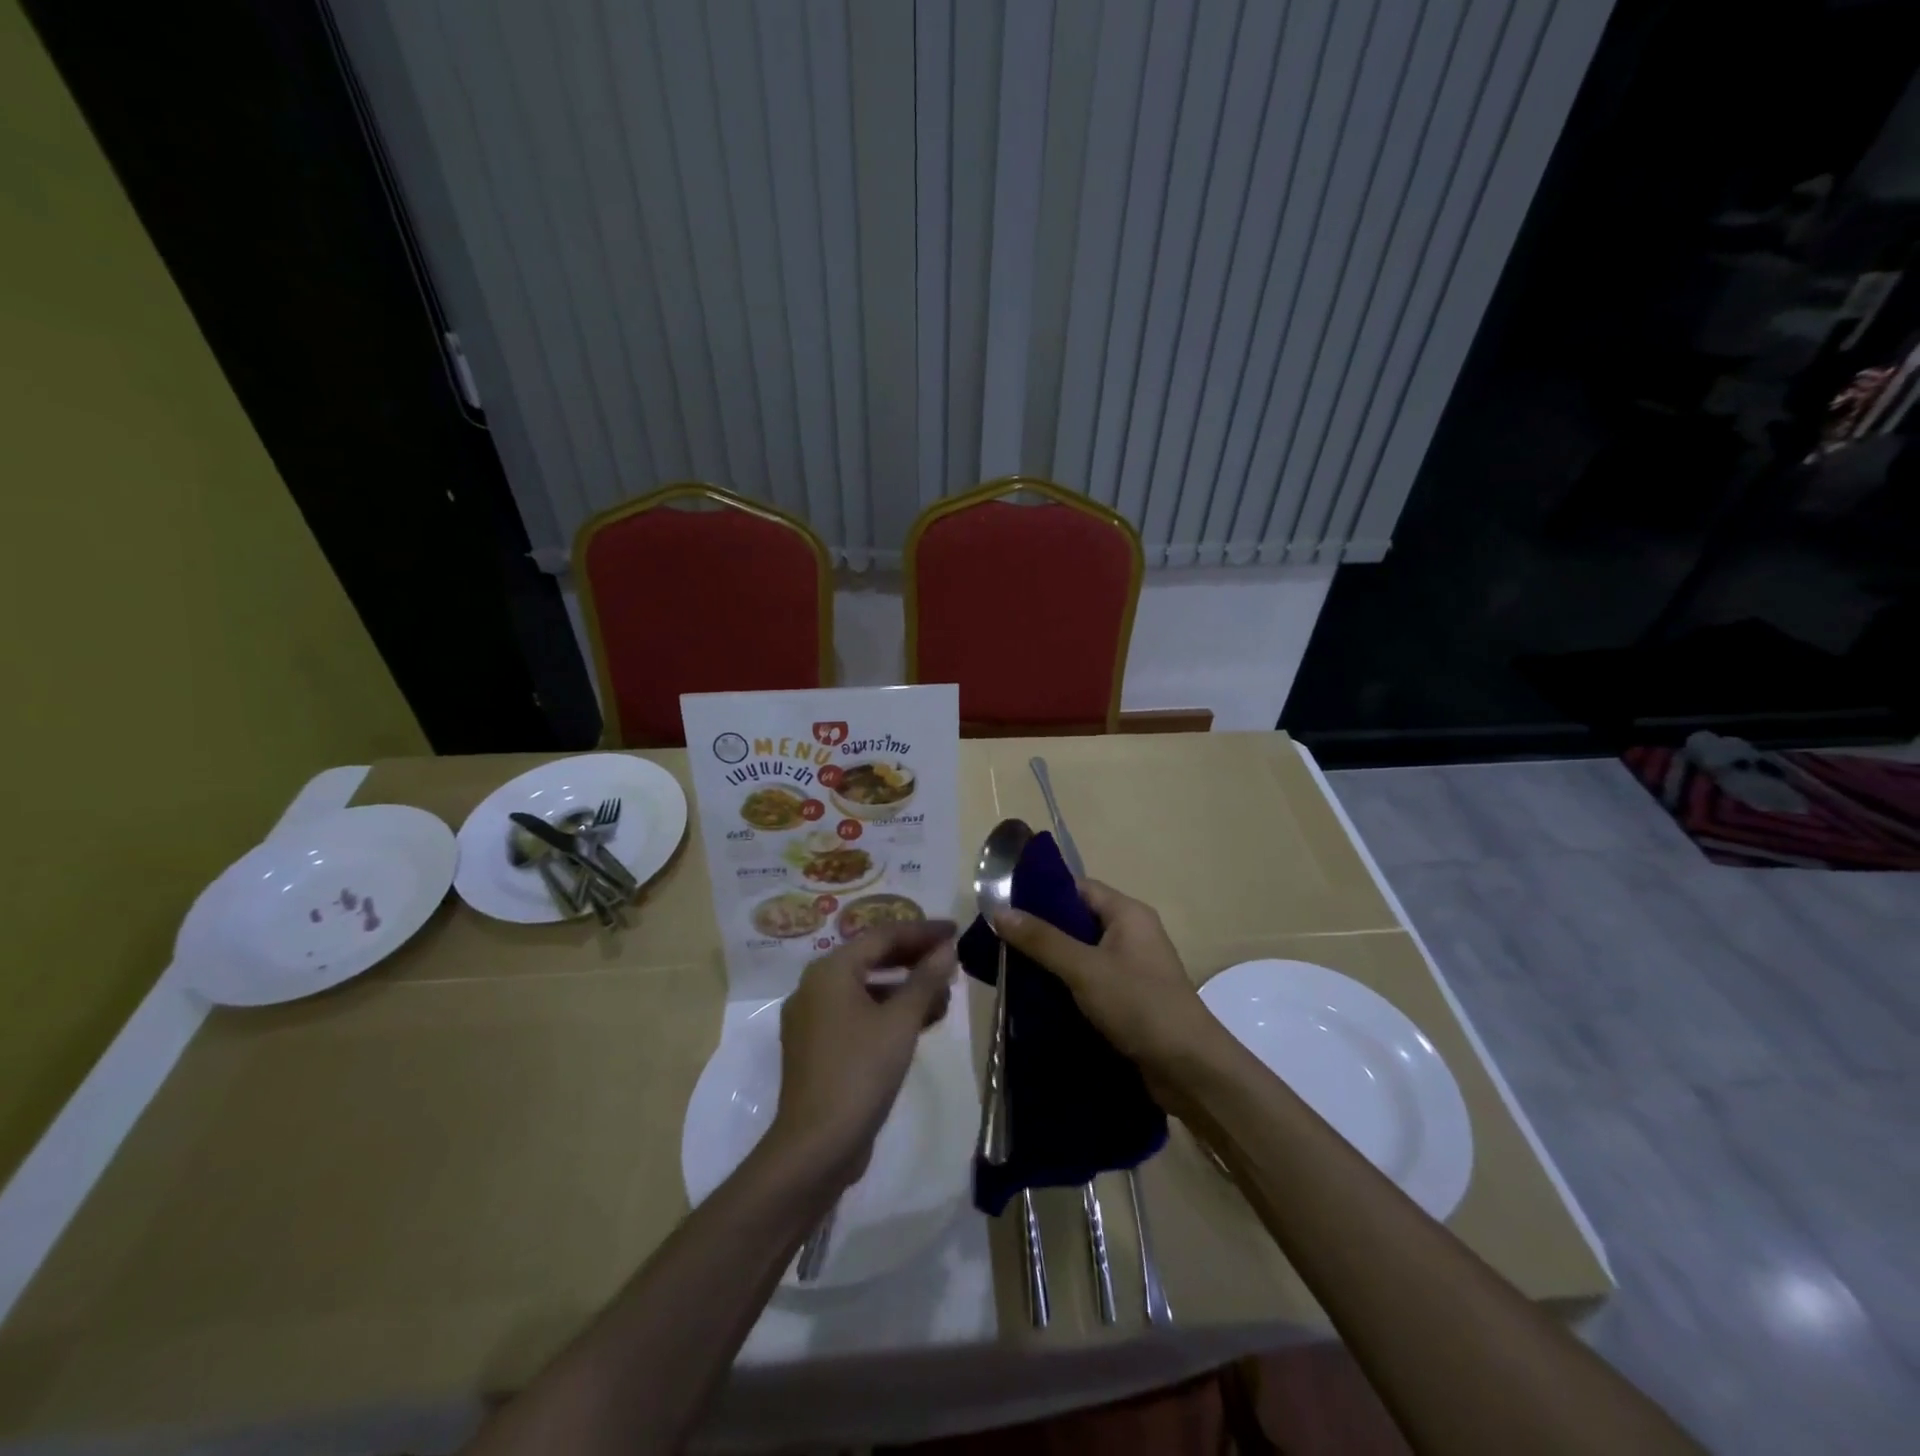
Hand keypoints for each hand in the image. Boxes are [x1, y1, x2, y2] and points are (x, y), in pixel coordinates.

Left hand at [771, 920, 958, 1185]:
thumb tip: (947, 949)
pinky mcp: (818, 1048)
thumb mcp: (901, 1021)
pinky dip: (888, 1012)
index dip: (922, 931)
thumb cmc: (860, 1072)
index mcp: (830, 971)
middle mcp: (815, 986)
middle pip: (872, 958)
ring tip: (943, 998)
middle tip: (951, 962)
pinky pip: (858, 1014)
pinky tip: (919, 1023)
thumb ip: (926, 979)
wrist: (816, 1146)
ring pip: (866, 988)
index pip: (882, 935)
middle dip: (914, 960)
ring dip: (905, 989)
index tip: (956, 931)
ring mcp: (813, 1019)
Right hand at [992, 881, 1219, 1097]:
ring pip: (1081, 953)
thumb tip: (998, 910)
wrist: (1189, 1069)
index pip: (1078, 888)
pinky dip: (1065, 985)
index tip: (1004, 905)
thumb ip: (1042, 940)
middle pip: (1077, 921)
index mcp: (1128, 914)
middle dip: (1041, 931)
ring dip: (1051, 961)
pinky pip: (1089, 981)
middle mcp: (1131, 934)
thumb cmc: (1140, 1005)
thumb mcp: (1085, 969)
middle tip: (999, 940)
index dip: (1042, 893)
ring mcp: (1131, 968)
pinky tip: (1036, 997)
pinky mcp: (1128, 999)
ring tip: (1009, 968)